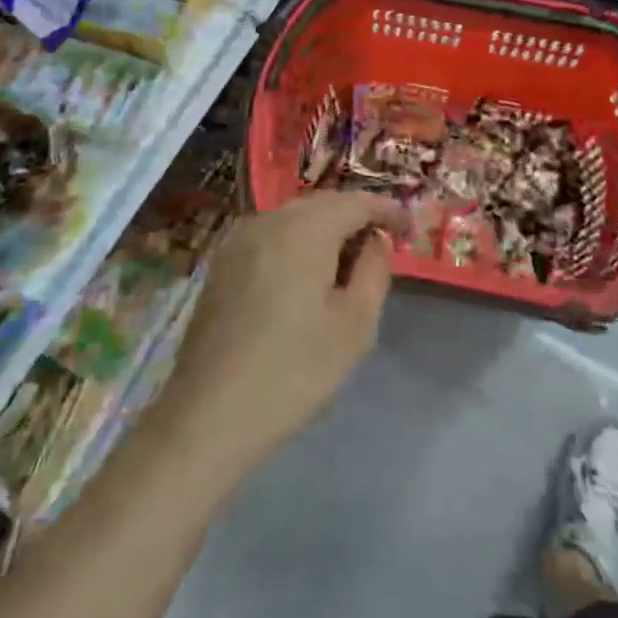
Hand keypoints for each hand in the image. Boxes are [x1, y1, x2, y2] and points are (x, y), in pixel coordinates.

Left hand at [164, 190, 401, 478]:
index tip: (409, 231)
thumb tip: (376, 240)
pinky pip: (271, 236)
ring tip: (345, 266)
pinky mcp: (222, 262)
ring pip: (295, 218)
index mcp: (306, 228)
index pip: (357, 202)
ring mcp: (240, 239)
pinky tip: (303, 278)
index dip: (388, 211)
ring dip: (325, 231)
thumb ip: (374, 270)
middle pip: (324, 204)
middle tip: (381, 248)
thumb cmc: (293, 370)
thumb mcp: (354, 325)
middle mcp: (270, 220)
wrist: (208, 415)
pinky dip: (296, 243)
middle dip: (355, 218)